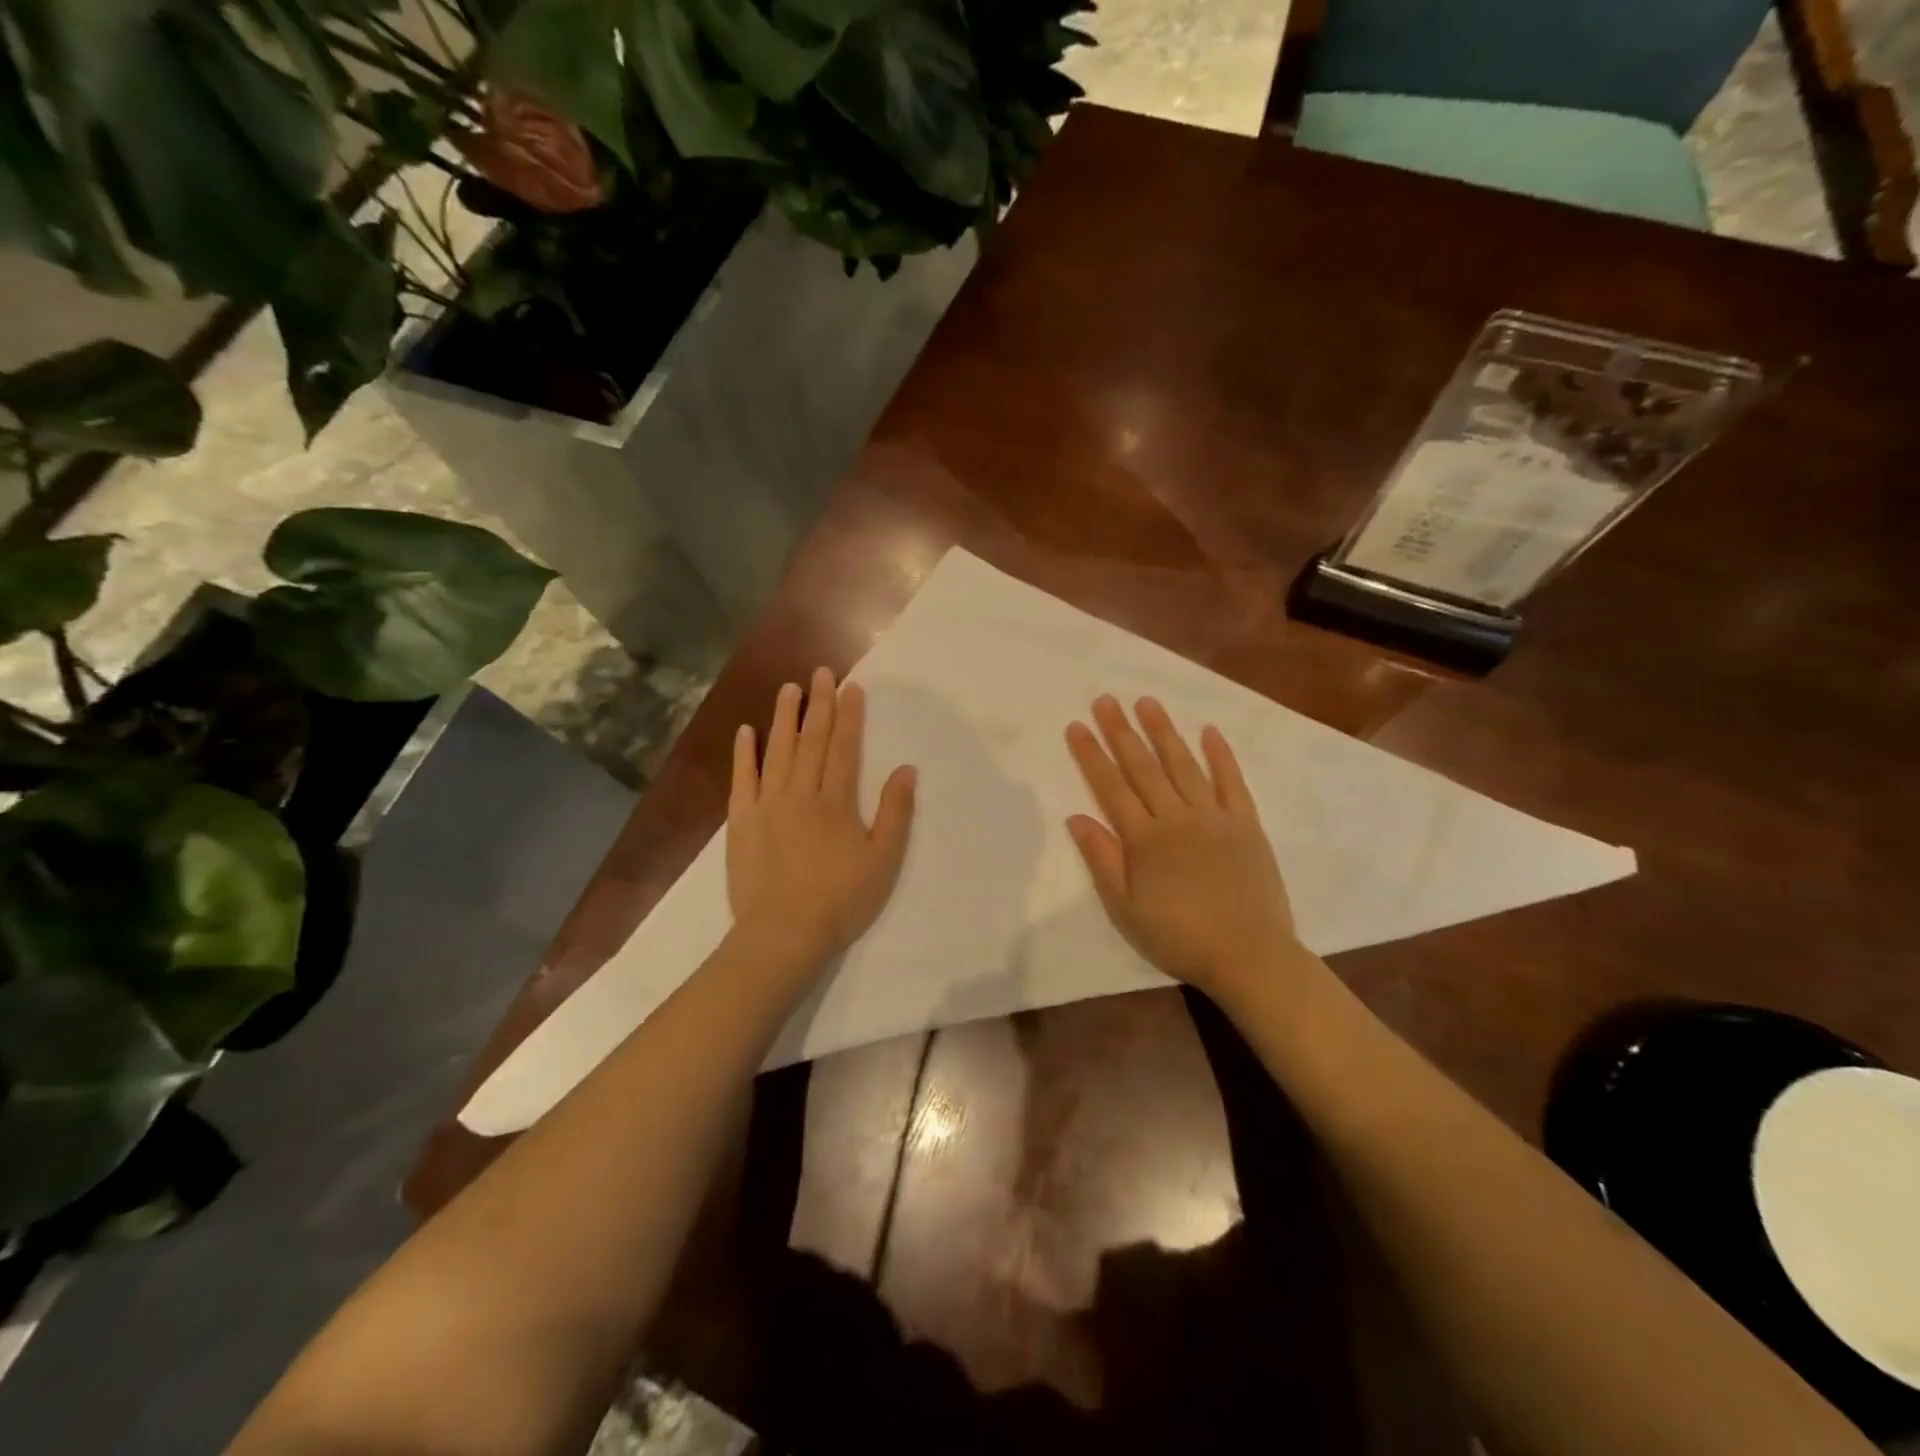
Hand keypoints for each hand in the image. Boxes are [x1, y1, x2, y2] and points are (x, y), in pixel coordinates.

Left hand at [728, 667, 916, 975]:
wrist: (783, 934)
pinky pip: (743, 779)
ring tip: (788, 689)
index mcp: (836, 801)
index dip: (849, 716)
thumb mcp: (883, 860)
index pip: (843, 747)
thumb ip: (895, 812)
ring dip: (784, 718)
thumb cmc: (841, 899)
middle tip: (820, 672)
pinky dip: (745, 754)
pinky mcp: (741, 822)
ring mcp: (766, 805)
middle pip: (810, 740)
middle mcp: (800, 793)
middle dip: (818, 704)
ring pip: (777, 751)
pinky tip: (746, 732)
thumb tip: (906, 769)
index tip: (851, 687)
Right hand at [1065, 695, 1301, 997]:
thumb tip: (1076, 818)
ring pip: (1184, 765)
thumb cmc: (1178, 936)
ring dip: (1164, 732)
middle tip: (1106, 699)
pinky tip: (1210, 731)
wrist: (1249, 954)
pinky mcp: (1246, 824)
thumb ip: (1102, 859)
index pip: (1111, 787)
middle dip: (1122, 731)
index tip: (1077, 725)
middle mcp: (1176, 817)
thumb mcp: (1126, 908)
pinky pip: (1232, 782)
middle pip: (1144, 767)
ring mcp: (1214, 817)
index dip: (1092, 755)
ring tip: (1147, 702)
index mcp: (1144, 839)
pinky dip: (1221, 755)